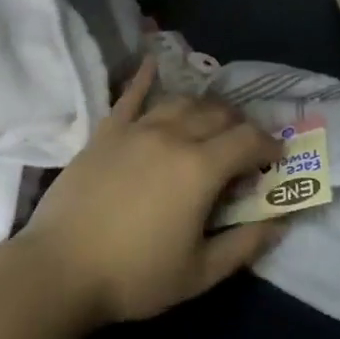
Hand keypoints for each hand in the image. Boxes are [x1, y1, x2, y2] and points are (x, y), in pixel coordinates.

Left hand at [18, 59, 282, 326]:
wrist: (60, 269)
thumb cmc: (134, 276)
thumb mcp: (199, 274)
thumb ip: (244, 245)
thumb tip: (279, 223)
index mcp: (200, 168)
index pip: (248, 140)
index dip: (269, 145)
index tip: (276, 158)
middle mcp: (173, 136)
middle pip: (218, 114)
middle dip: (240, 125)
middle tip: (244, 145)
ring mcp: (136, 129)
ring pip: (182, 102)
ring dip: (204, 108)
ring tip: (210, 121)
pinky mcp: (106, 132)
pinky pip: (130, 95)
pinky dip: (145, 77)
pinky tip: (152, 62)